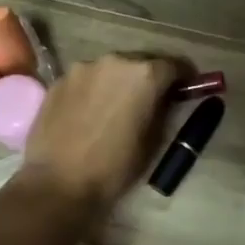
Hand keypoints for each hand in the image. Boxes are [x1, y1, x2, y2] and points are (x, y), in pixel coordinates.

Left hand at [16, 55, 177, 216]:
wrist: (59, 184)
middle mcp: (114, 61)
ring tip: (116, 108)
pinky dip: (94, 91)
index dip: (184, 77)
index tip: (186, 90)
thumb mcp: (154, 141)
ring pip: (111, 70)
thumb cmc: (115, 167)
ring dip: (119, 83)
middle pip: (140, 63)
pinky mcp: (58, 81)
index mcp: (144, 75)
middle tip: (151, 100)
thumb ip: (164, 111)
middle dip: (149, 78)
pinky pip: (86, 80)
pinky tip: (89, 115)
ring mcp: (82, 68)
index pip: (174, 65)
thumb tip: (166, 99)